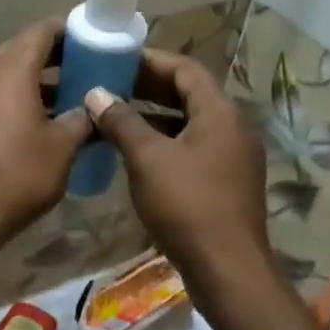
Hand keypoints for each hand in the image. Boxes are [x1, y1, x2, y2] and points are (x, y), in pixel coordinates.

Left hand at [0, 20, 92, 250]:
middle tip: (77, 77)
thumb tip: (93, 108)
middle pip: (17, 51)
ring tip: (53, 106)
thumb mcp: (62, 148)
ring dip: (24, 84)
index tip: (89, 46)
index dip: (68, 34)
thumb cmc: (17, 176)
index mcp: (9, 68)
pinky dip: (1, 103)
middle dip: (48, 61)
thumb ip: (81, 119)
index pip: (42, 30)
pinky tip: (18, 128)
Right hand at [83, 52, 271, 289]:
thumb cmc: (187, 205)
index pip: (186, 69)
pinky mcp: (227, 183)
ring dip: (156, 116)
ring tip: (117, 115)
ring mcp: (233, 157)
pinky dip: (166, 142)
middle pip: (190, 94)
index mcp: (220, 113)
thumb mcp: (147, 159)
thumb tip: (96, 93)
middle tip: (111, 84)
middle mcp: (233, 128)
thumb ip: (121, 121)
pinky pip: (194, 148)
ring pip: (191, 123)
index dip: (152, 60)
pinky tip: (137, 153)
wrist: (227, 270)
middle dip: (150, 87)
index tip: (118, 59)